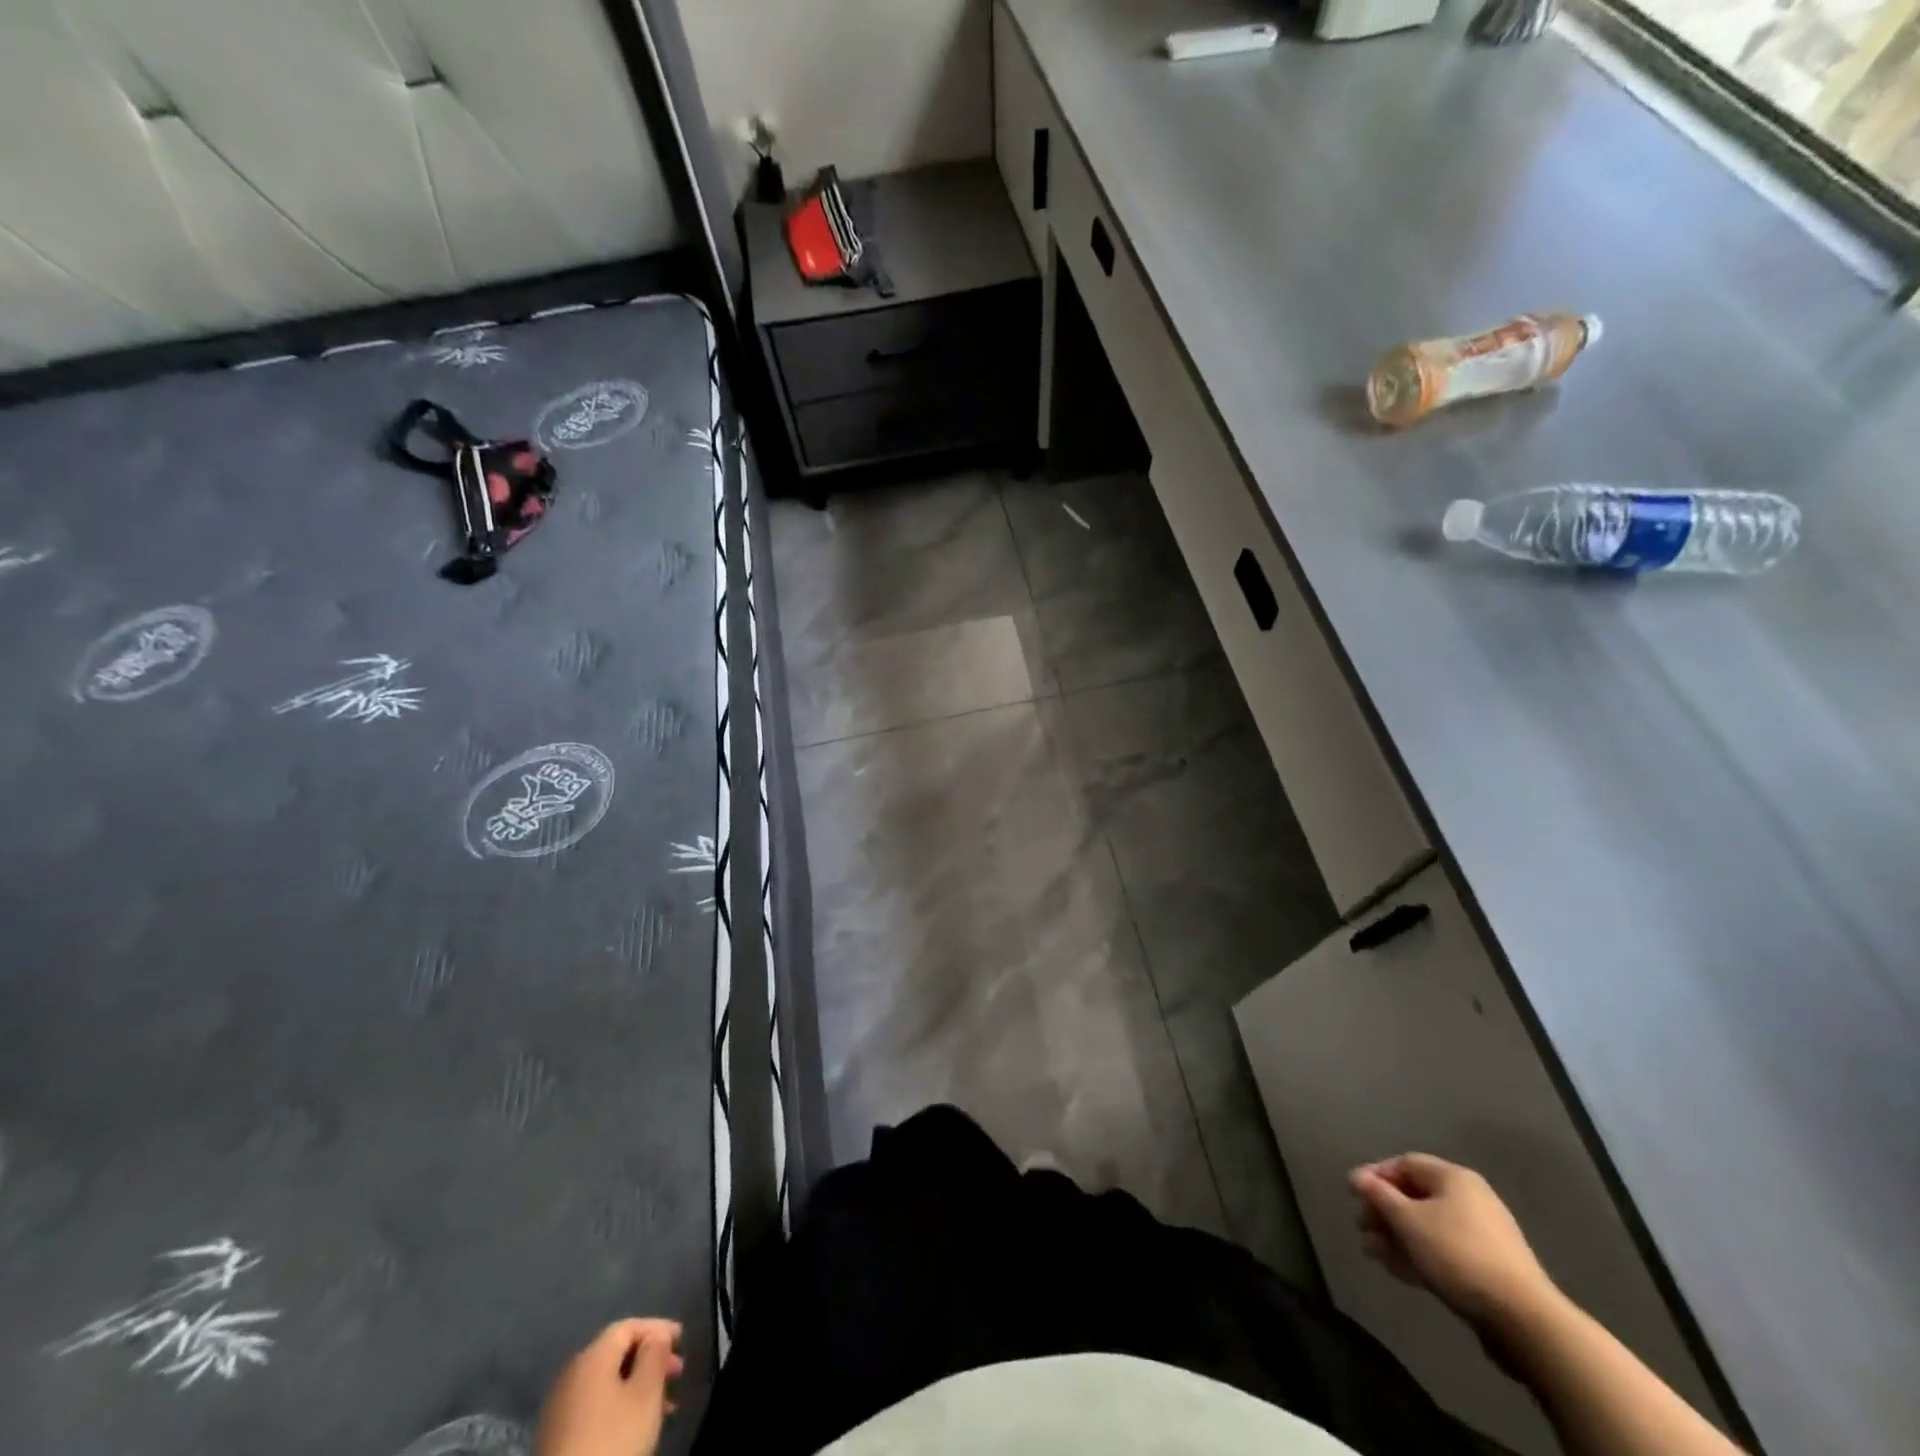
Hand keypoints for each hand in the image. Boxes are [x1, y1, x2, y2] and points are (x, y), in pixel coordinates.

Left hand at [535, 1318, 684, 1455]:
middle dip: (650, 1359)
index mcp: (591, 1356)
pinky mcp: (556, 1437)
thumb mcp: (646, 1393)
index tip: (682, 1340)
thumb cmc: (613, 1439)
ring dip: (637, 1385)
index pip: (628, 1325)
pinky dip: (619, 1405)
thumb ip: (655, 1355)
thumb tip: (656, 1335)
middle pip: (617, 1353)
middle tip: (676, 1373)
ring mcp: (559, 1407)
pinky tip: (635, 1424)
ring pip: (607, 1382)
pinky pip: (595, 1406)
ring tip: (664, 1404)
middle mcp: (571, 1374)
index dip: (658, 1327)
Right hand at [1349, 1154, 1558, 1337]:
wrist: (1523, 1320)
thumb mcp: (1408, 1220)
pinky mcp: (1488, 1268)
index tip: (1354, 1196)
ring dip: (1396, 1236)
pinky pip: (1443, 1250)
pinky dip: (1418, 1254)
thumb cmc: (1457, 1254)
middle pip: (1415, 1196)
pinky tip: (1398, 1269)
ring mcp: (1482, 1235)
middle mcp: (1470, 1199)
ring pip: (1427, 1226)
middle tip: (1361, 1227)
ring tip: (1372, 1252)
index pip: (1405, 1163)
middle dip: (1383, 1211)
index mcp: (1454, 1178)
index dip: (1375, 1175)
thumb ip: (1378, 1195)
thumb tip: (1357, 1176)